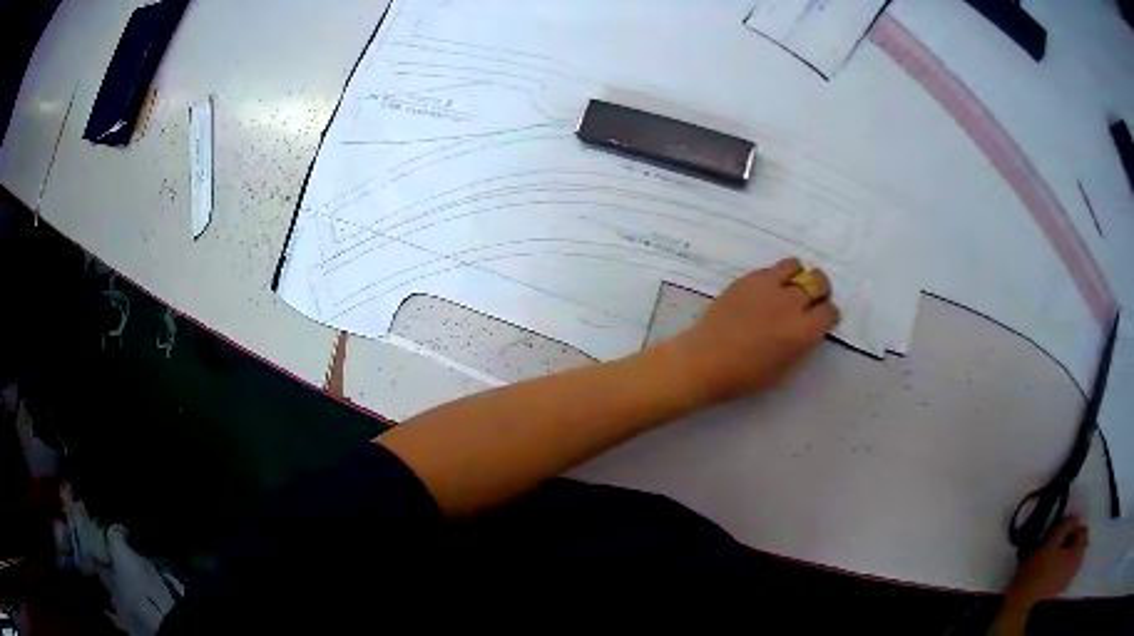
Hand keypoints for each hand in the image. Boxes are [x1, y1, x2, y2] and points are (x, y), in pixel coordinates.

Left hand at [672, 258, 839, 400]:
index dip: (827, 315)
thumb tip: (811, 327)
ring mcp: (768, 286)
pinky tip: (764, 293)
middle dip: (819, 290)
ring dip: (797, 276)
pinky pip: (770, 269)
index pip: (830, 311)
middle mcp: (791, 303)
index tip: (821, 319)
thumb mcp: (786, 369)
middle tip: (810, 300)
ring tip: (787, 289)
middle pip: (818, 281)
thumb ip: (804, 344)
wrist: (706, 360)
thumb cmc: (746, 375)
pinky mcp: (748, 279)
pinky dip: (774, 278)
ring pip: (795, 265)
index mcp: (803, 331)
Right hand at [1006, 518, 1088, 607]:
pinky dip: (1062, 566)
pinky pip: (1067, 570)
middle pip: (1079, 543)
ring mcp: (1069, 579)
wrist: (1021, 604)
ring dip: (1066, 553)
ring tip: (1052, 558)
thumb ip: (1067, 523)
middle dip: (1070, 541)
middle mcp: (1078, 564)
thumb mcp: (1052, 540)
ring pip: (1072, 557)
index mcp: (1079, 551)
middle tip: (1056, 546)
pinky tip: (1051, 571)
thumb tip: (1074, 518)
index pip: (1082, 529)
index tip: (1058, 535)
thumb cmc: (1038, 570)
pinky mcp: (1061, 589)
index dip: (1072, 528)